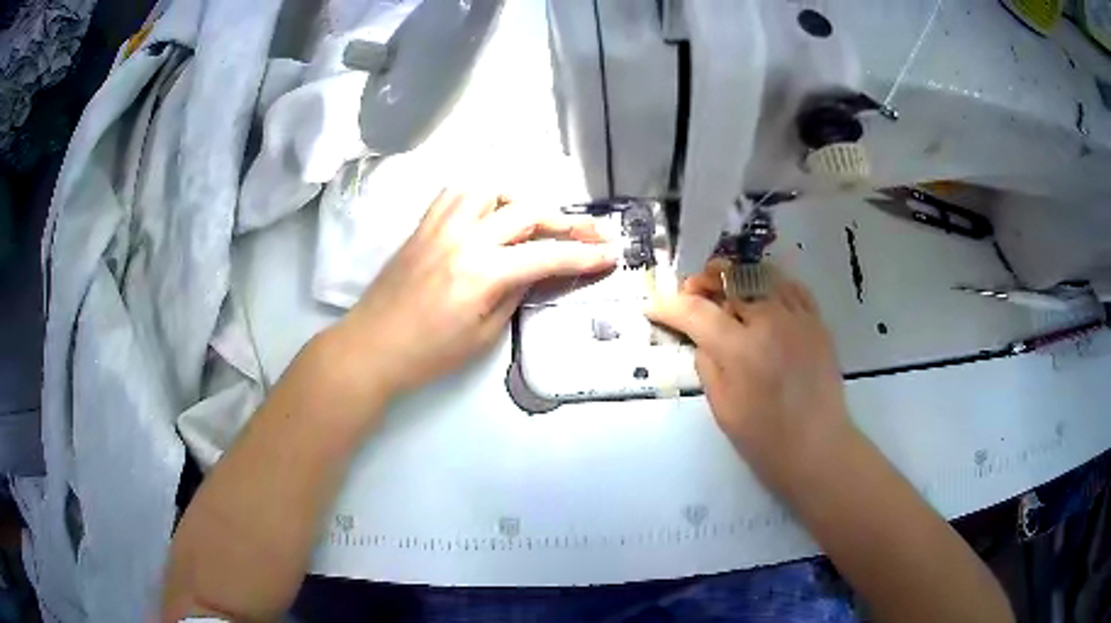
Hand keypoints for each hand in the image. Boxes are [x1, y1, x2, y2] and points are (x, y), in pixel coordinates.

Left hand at [336, 189, 614, 399]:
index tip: (610, 254)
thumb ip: (515, 294)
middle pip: (525, 211)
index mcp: (481, 273)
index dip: (583, 256)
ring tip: (534, 218)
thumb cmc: (428, 353)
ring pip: (489, 189)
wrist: (372, 347)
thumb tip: (535, 271)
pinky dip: (481, 196)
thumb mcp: (483, 335)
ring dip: (520, 199)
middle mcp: (463, 238)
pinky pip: (455, 194)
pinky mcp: (422, 226)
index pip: (546, 256)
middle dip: (565, 221)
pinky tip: (489, 212)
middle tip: (590, 232)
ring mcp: (439, 226)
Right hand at [647, 262, 852, 486]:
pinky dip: (771, 285)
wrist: (818, 448)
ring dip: (735, 278)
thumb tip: (701, 337)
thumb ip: (707, 365)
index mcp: (741, 350)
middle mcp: (770, 322)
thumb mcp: (722, 408)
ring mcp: (797, 317)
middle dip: (702, 282)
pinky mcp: (817, 321)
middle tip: (691, 293)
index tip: (653, 307)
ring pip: (761, 275)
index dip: (669, 306)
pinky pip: (792, 287)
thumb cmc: (765, 439)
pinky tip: (763, 298)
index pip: (696, 311)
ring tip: (726, 291)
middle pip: (729, 280)